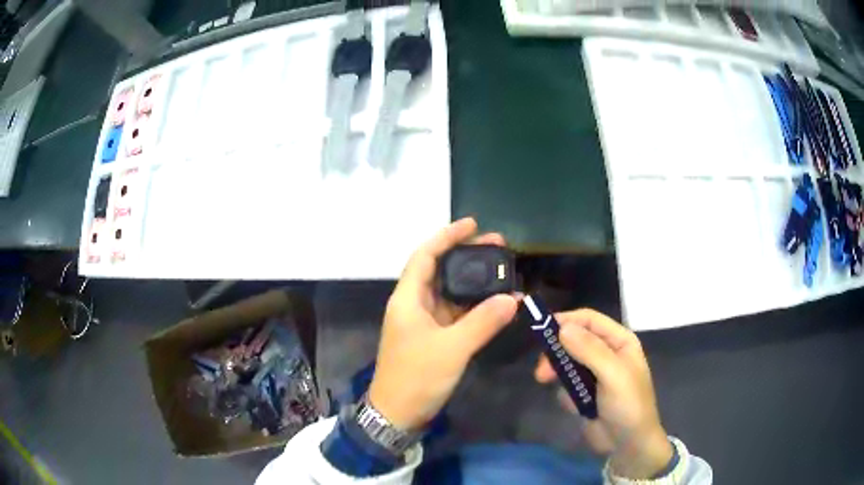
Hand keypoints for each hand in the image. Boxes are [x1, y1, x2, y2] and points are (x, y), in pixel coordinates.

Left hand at [367, 218, 517, 430]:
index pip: (425, 256)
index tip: (472, 224)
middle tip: (498, 247)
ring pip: (449, 292)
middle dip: (466, 256)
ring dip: (473, 281)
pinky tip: (496, 303)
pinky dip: (474, 306)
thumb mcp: (452, 349)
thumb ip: (482, 322)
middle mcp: (414, 305)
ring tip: (501, 270)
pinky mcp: (433, 338)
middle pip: (439, 270)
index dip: (447, 237)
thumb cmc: (417, 377)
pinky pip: (456, 313)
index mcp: (408, 299)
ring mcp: (424, 322)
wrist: (397, 413)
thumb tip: (512, 298)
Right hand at [534, 309, 672, 479]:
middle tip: (541, 372)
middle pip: (574, 340)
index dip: (566, 321)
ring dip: (557, 374)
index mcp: (619, 341)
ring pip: (567, 363)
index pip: (589, 320)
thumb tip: (562, 327)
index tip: (541, 330)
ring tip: (548, 387)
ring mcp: (595, 374)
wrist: (629, 444)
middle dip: (557, 353)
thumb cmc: (628, 404)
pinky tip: (575, 408)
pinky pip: (566, 385)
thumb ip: (589, 350)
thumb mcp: (613, 374)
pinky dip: (565, 394)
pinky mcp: (585, 393)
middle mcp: (607, 353)